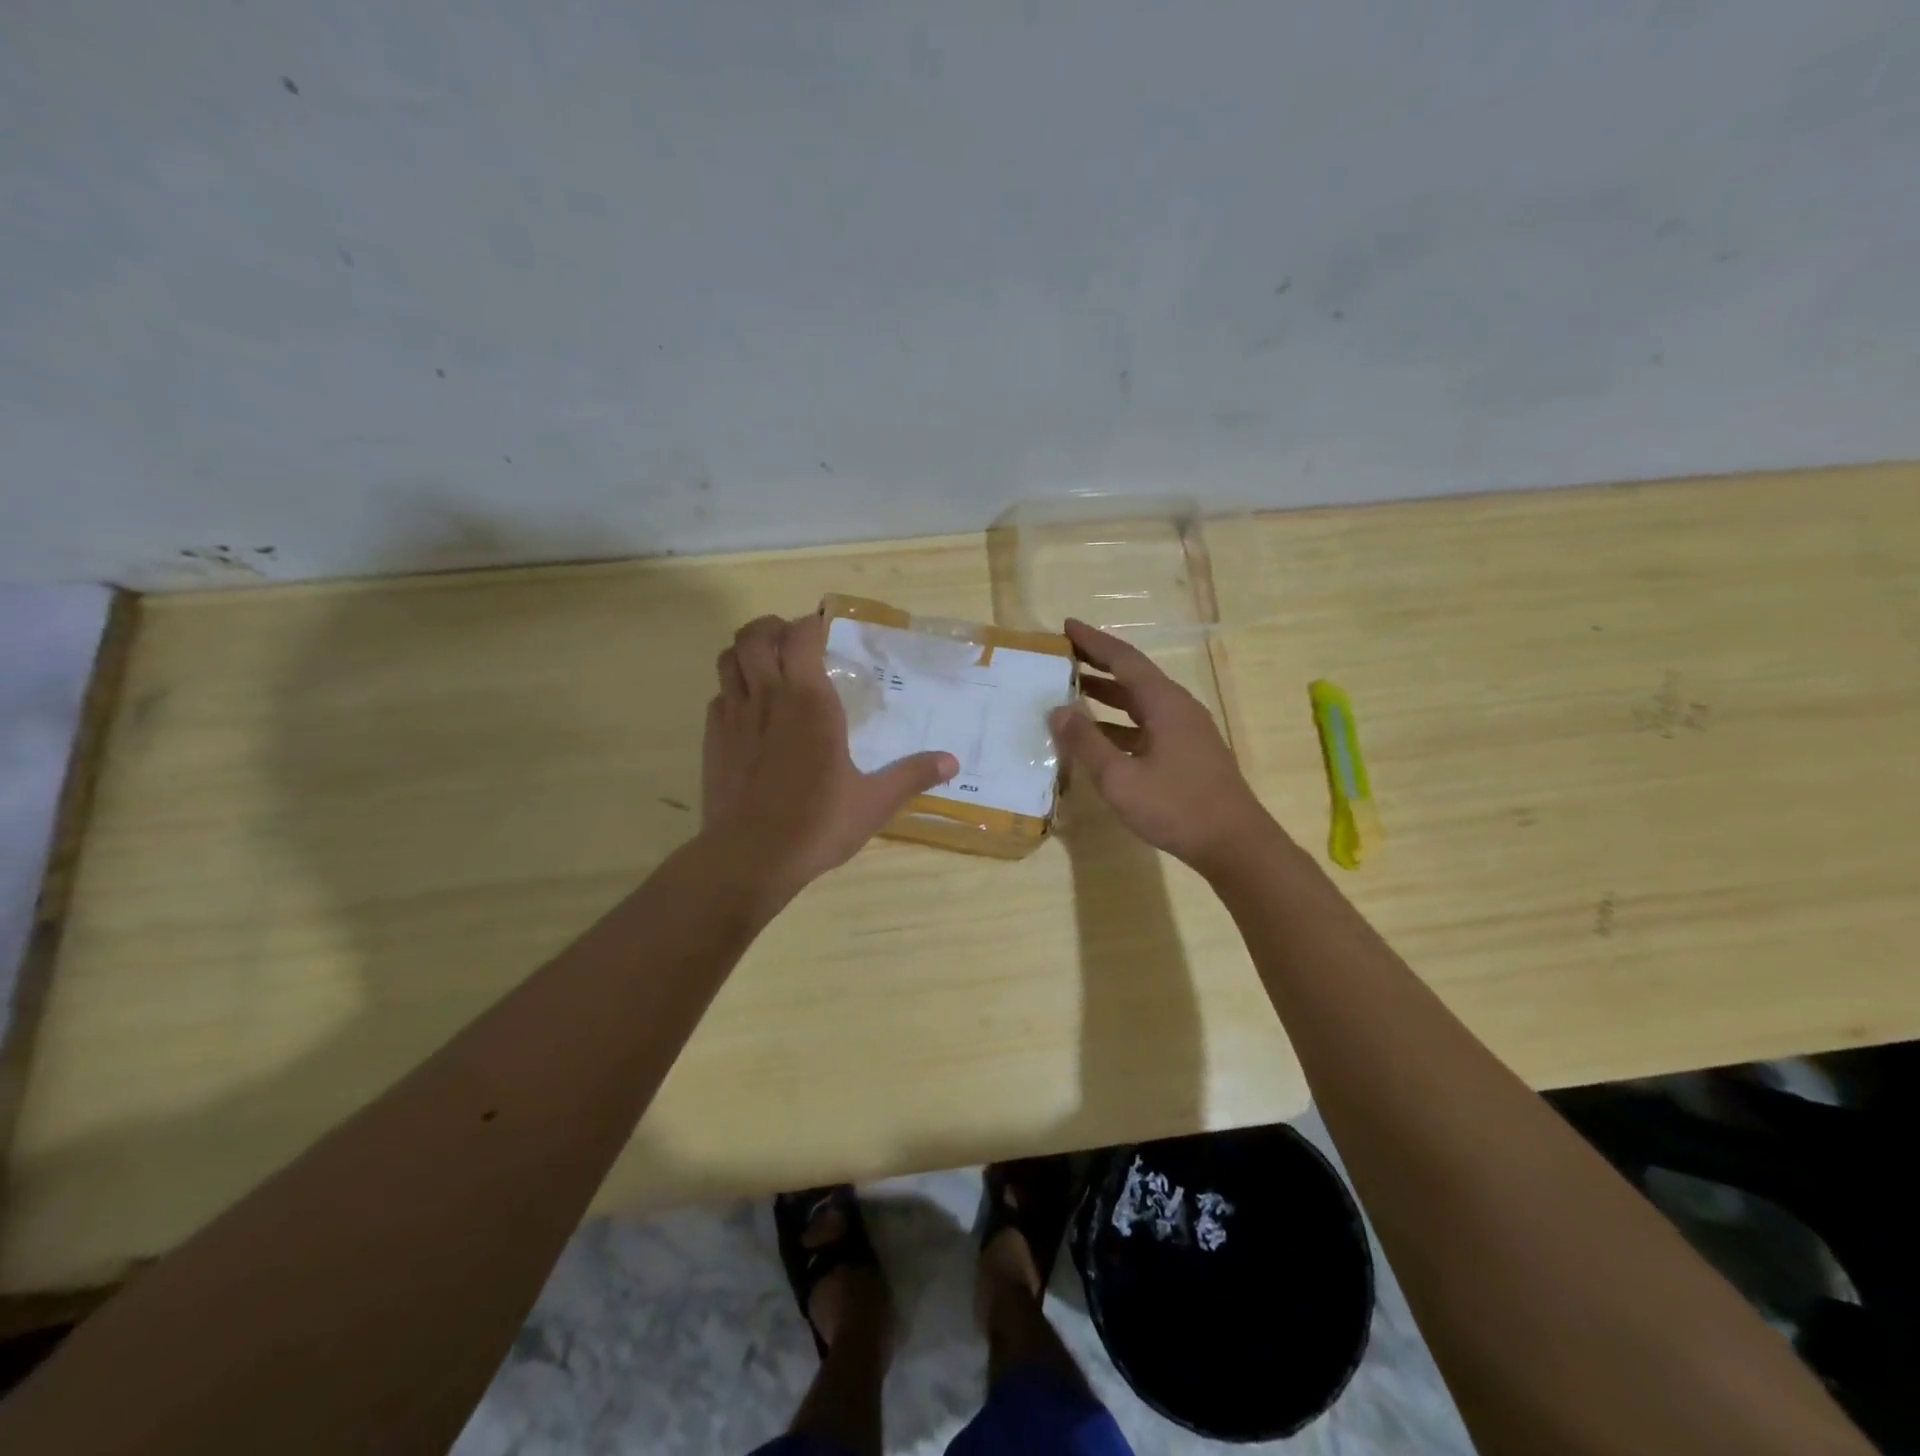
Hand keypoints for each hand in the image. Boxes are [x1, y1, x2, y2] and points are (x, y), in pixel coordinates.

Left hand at [703, 613, 957, 895]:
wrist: (750, 857)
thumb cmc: (817, 823)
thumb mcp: (874, 802)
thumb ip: (912, 776)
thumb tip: (952, 762)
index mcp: (810, 701)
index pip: (801, 637)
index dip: (810, 624)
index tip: (823, 627)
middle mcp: (768, 697)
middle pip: (754, 636)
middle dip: (772, 627)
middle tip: (792, 640)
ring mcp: (734, 717)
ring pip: (728, 659)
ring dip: (745, 651)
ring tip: (766, 664)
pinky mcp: (713, 740)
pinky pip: (719, 696)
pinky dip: (732, 689)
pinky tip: (749, 710)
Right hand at [1048, 619, 1273, 873]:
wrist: (1235, 845)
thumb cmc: (1176, 808)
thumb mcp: (1120, 778)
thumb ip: (1086, 743)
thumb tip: (1057, 710)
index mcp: (1165, 703)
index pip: (1124, 660)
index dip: (1093, 642)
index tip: (1066, 626)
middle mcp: (1177, 708)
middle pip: (1133, 676)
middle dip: (1098, 663)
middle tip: (1063, 654)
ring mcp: (1185, 731)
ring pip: (1140, 702)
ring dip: (1107, 694)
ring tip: (1072, 689)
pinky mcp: (1187, 753)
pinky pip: (1146, 725)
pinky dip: (1119, 723)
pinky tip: (1098, 736)